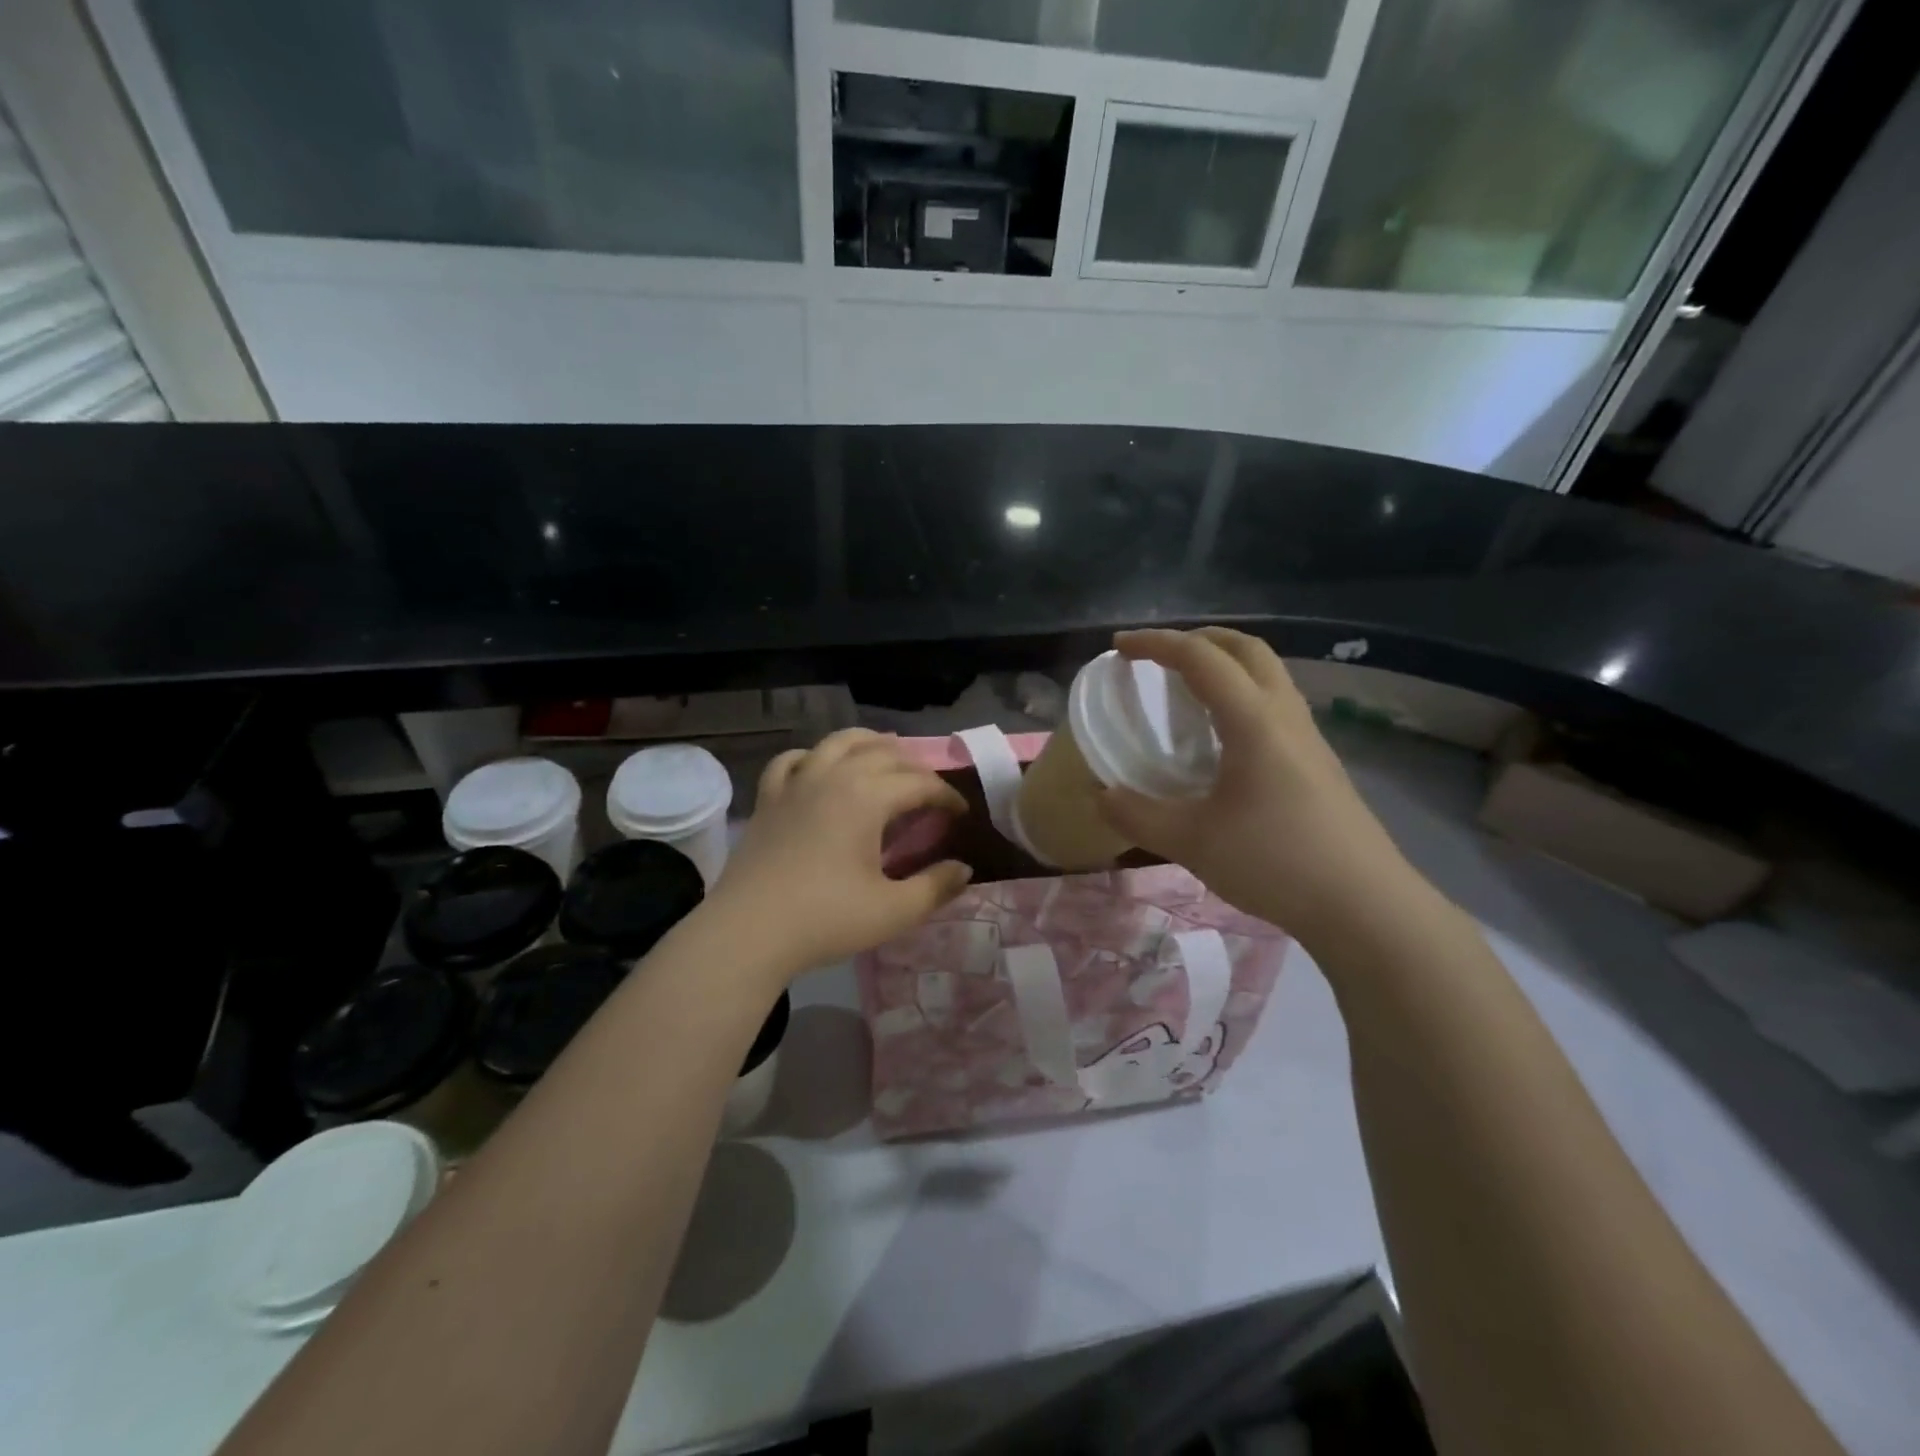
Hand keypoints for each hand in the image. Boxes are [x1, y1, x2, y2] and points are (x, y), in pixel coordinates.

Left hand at [707, 729, 972, 977]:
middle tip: (929, 791)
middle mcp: (833, 777)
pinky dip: (812, 756)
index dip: (946, 796)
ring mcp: (796, 784)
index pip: (919, 784)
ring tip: (885, 751)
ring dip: (868, 743)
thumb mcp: (893, 911)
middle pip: (883, 754)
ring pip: (838, 743)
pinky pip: (792, 761)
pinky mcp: (768, 799)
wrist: (747, 933)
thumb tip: (964, 869)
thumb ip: (935, 887)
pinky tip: (817, 766)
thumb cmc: (825, 920)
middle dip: (914, 767)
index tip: (961, 815)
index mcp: (867, 797)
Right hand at [1097, 628, 1420, 946]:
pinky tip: (1223, 737)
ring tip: (1188, 689)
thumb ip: (1139, 815)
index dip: (1156, 644)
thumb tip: (1102, 796)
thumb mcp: (1192, 842)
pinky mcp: (1319, 762)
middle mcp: (1285, 715)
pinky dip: (1242, 694)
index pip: (1200, 658)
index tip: (1119, 647)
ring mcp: (1309, 737)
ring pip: (1267, 674)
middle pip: (1245, 648)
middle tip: (1159, 656)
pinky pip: (1276, 704)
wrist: (1365, 906)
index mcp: (1253, 721)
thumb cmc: (1275, 863)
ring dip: (1225, 664)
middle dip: (1198, 638)